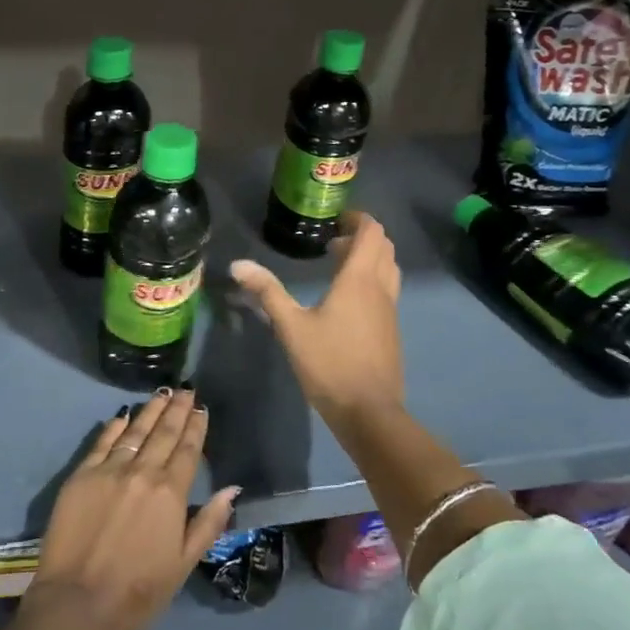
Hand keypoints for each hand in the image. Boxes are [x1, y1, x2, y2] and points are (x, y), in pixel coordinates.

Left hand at [21, 389, 240, 629]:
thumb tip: (231, 489)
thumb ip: (208, 523)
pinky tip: (123, 415)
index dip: (196, 427)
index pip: (187, 451)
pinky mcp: (82, 475)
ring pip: (135, 431)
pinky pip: (102, 442)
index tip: (201, 408)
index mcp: (170, 493)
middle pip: (163, 433)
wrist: (77, 603)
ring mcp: (109, 470)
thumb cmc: (138, 592)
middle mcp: (142, 472)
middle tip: (186, 390)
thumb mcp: (184, 564)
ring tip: (162, 393)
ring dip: (150, 410)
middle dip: (177, 410)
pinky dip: (115, 427)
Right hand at [230, 210, 403, 424]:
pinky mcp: (391, 330)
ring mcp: (390, 310)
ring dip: (370, 257)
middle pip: (384, 247)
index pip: (372, 233)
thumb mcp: (291, 327)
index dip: (358, 219)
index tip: (336, 218)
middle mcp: (380, 288)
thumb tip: (238, 264)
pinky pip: (387, 289)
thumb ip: (267, 292)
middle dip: (362, 236)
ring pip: (389, 268)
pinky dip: (373, 279)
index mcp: (359, 279)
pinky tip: (347, 299)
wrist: (369, 412)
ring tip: (339, 264)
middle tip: (333, 240)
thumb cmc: (329, 364)